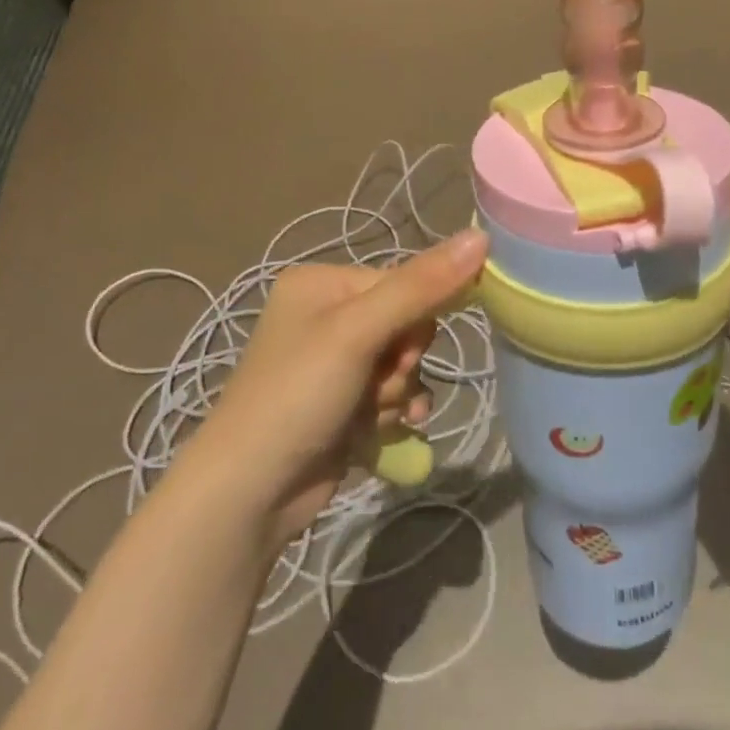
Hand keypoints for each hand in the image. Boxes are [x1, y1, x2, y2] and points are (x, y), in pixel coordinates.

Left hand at [187, 229, 488, 544]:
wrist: (247, 494)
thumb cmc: (297, 395)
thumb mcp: (358, 331)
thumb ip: (422, 285)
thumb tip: (482, 235)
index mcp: (322, 283)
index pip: (402, 281)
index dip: (414, 318)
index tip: (401, 350)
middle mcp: (326, 316)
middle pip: (406, 324)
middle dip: (403, 362)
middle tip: (378, 384)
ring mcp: (332, 364)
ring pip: (402, 365)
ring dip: (398, 393)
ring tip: (370, 415)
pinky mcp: (340, 404)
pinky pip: (391, 395)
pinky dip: (393, 413)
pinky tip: (382, 431)